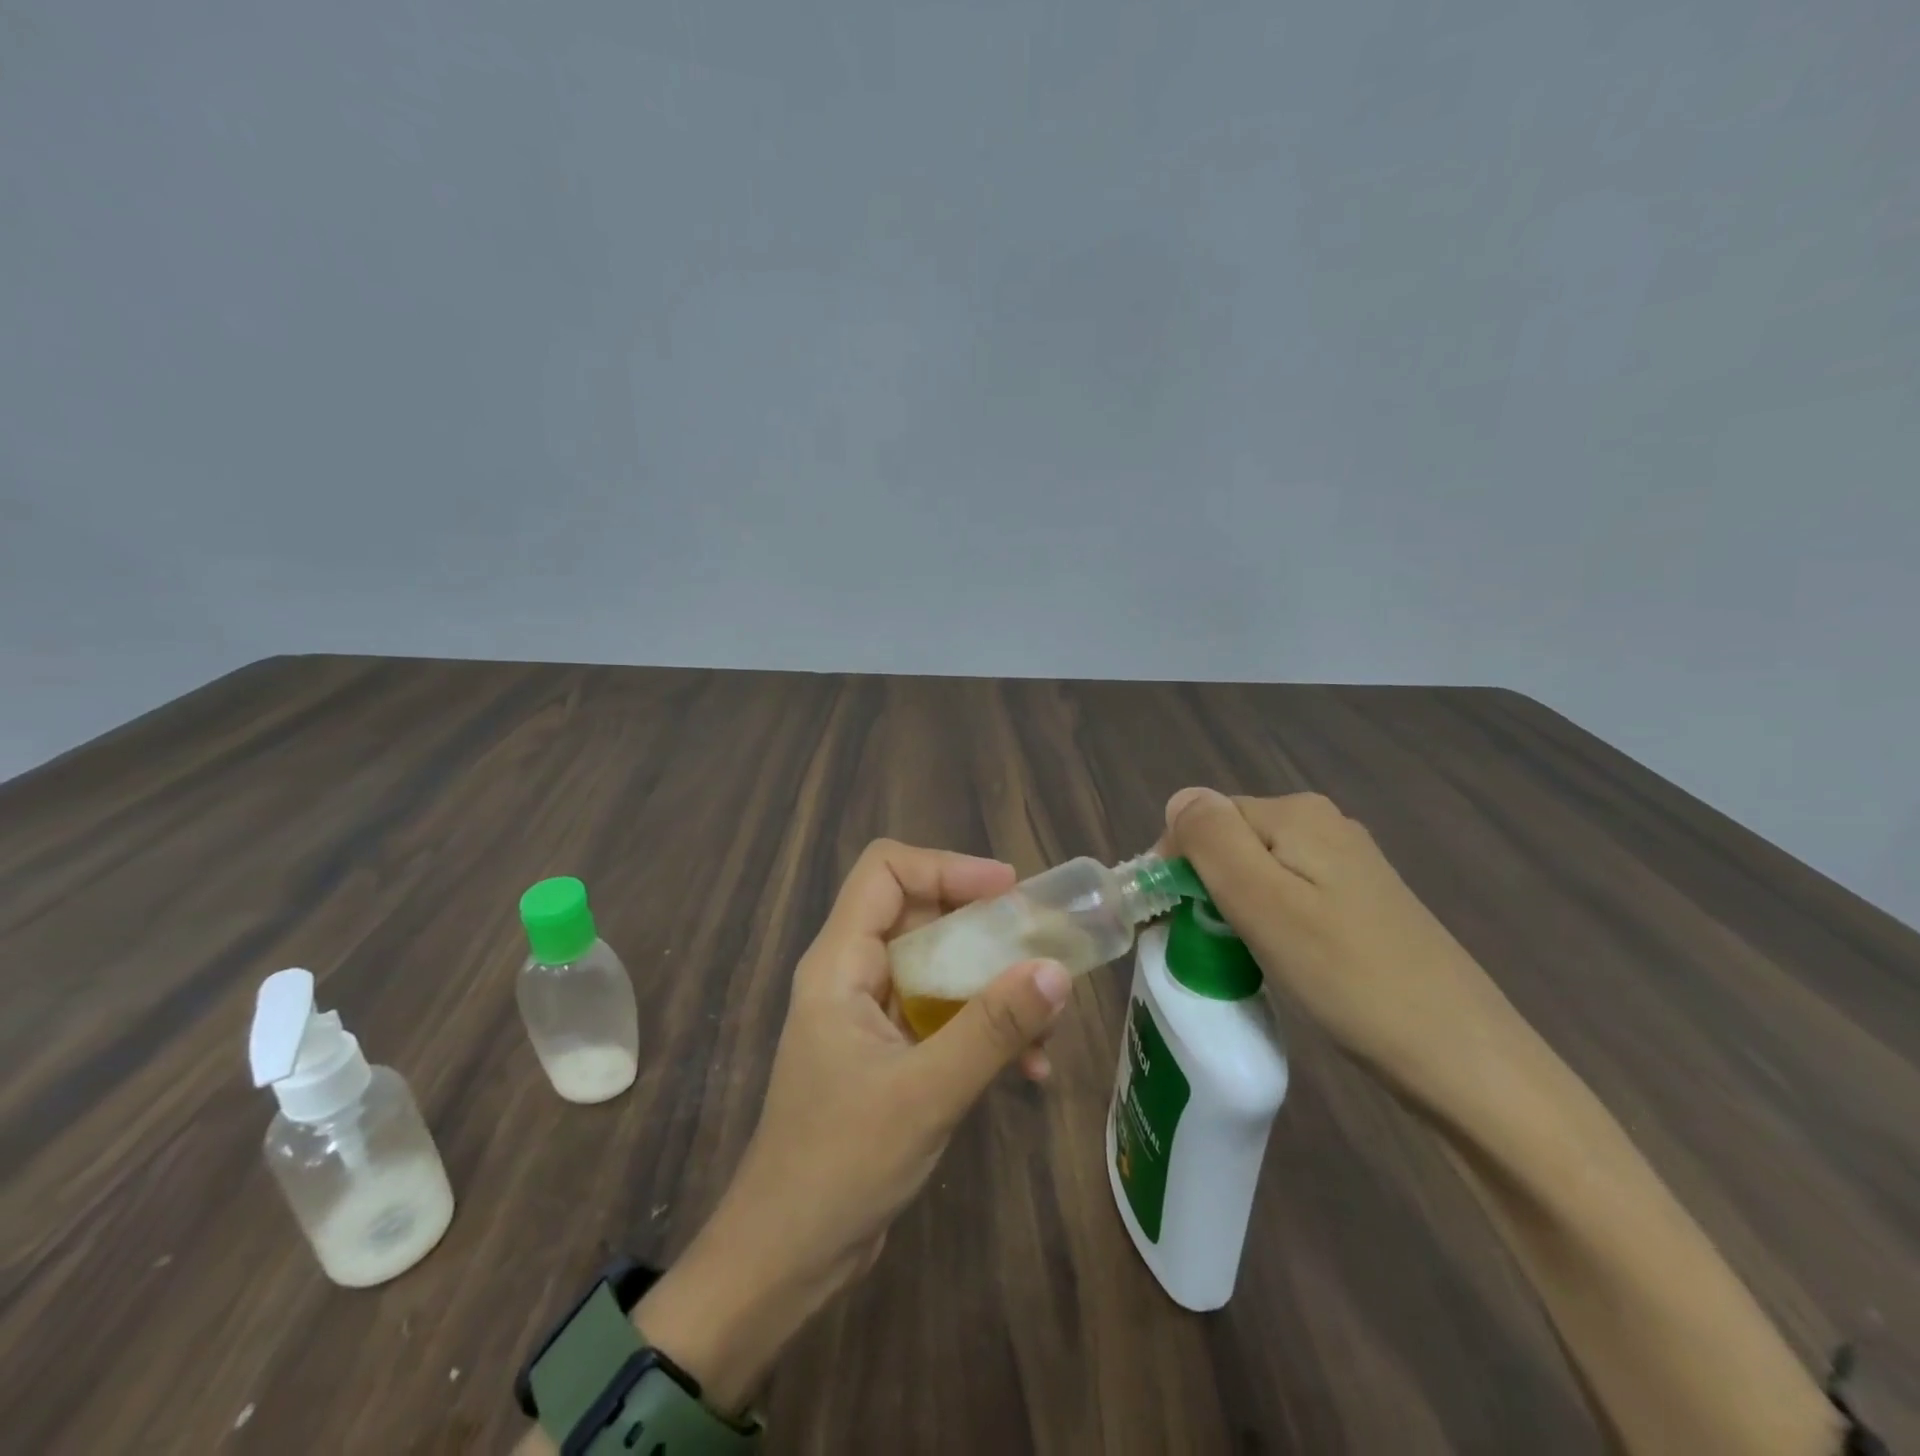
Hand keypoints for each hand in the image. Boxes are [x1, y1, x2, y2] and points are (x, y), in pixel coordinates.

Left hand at [633, 839, 1071, 1411]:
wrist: (786, 1258)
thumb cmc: (841, 1165)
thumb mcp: (926, 1092)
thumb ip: (992, 1028)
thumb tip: (1055, 970)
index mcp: (841, 963)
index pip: (885, 871)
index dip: (946, 867)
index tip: (1008, 890)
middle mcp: (854, 975)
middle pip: (921, 914)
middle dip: (985, 928)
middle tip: (1042, 950)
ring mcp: (871, 1015)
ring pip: (940, 966)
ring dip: (994, 985)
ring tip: (1046, 1023)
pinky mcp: (889, 1053)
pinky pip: (943, 1015)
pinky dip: (985, 1028)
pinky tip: (1029, 1069)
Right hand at [1163, 788, 1516, 1090]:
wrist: (1463, 1058)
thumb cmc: (1348, 977)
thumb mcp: (1263, 904)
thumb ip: (1212, 840)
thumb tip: (1180, 798)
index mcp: (1297, 814)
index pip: (1204, 818)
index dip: (1178, 864)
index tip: (1173, 922)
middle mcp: (1323, 824)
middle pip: (1230, 841)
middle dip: (1204, 885)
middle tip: (1206, 945)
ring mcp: (1347, 864)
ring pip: (1257, 870)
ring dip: (1232, 906)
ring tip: (1237, 957)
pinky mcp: (1360, 902)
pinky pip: (1288, 894)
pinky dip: (1267, 920)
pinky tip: (1278, 959)